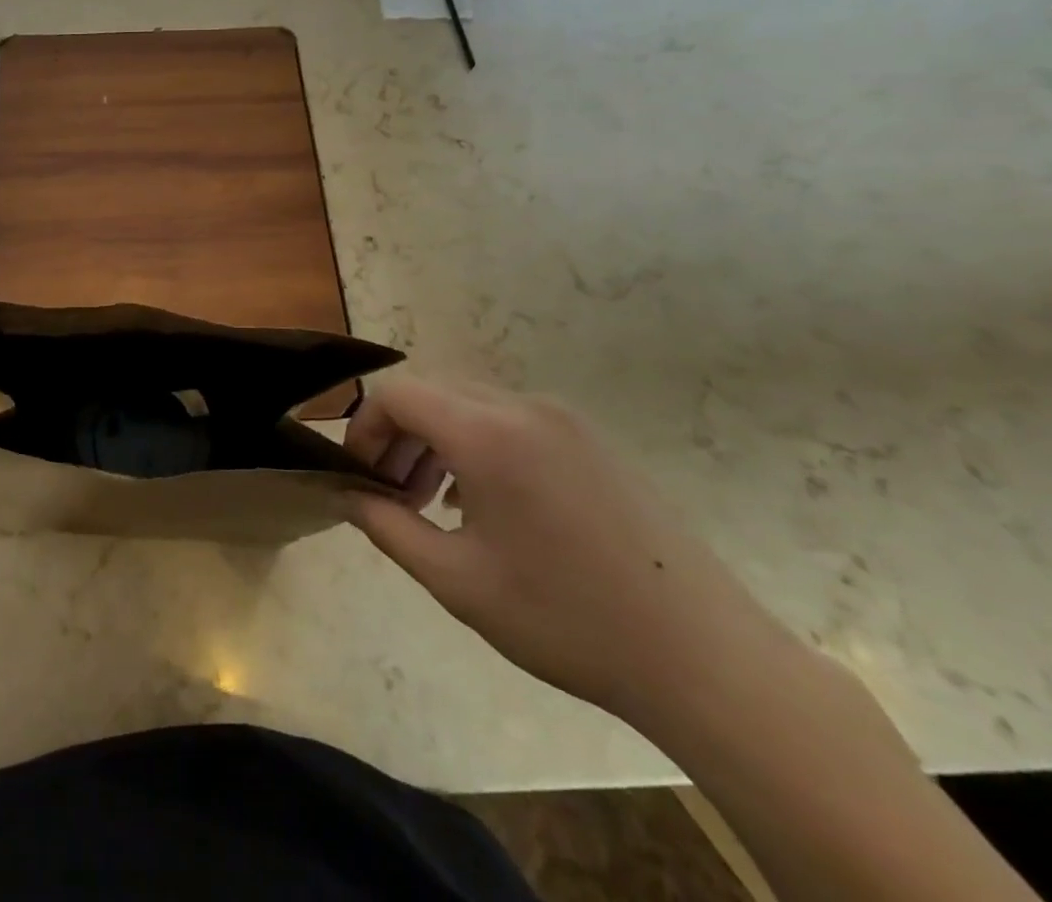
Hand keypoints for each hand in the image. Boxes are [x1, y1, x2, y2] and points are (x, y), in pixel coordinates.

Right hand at [345, 379, 789, 727]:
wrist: (706, 659)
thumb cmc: (566, 619)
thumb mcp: (456, 580)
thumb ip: (386, 526)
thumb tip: (346, 494)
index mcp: (487, 433)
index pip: (397, 394)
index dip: (364, 427)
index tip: (359, 476)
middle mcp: (523, 407)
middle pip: (432, 392)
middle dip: (398, 435)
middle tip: (392, 495)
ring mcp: (564, 420)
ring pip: (469, 404)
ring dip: (436, 440)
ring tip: (433, 504)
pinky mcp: (591, 440)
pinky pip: (510, 420)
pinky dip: (477, 444)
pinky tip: (486, 505)